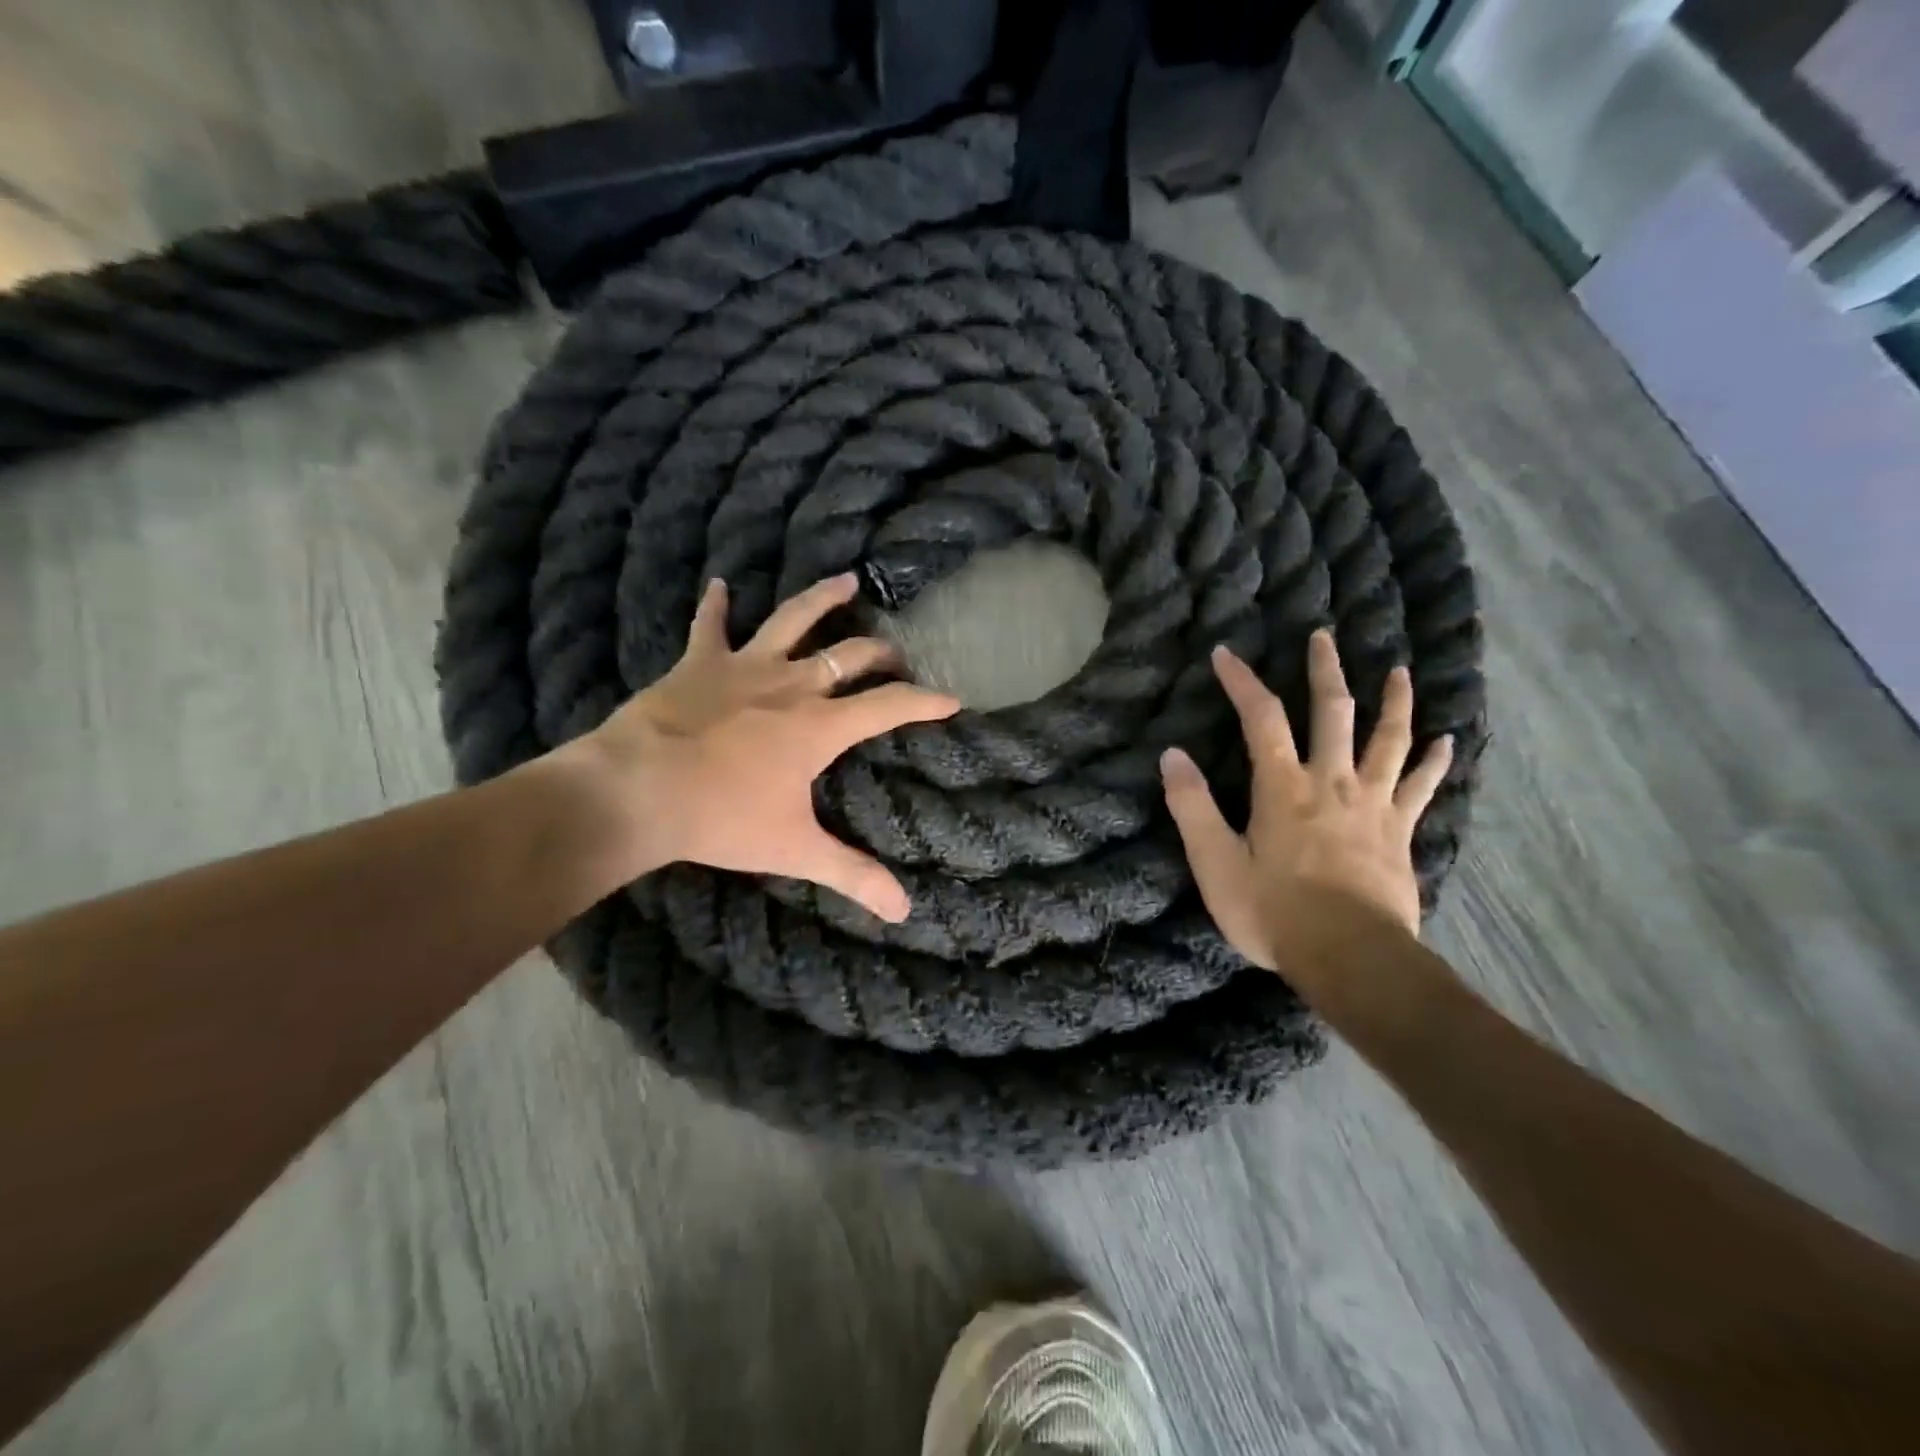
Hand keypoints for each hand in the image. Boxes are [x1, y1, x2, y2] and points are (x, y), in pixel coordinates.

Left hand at [569, 573, 958, 921]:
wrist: (638, 790)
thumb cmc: (723, 818)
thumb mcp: (795, 849)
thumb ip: (853, 875)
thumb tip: (905, 913)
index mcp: (821, 725)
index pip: (890, 706)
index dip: (925, 702)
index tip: (952, 700)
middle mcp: (792, 685)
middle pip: (850, 656)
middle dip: (880, 654)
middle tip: (895, 655)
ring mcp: (745, 667)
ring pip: (793, 620)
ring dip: (821, 599)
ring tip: (846, 580)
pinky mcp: (699, 664)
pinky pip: (708, 627)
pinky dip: (714, 606)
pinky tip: (719, 584)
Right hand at [1159, 629, 1452, 978]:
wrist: (1351, 958)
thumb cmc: (1274, 912)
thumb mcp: (1216, 864)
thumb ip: (1192, 807)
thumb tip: (1171, 755)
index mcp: (1283, 787)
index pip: (1261, 719)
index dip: (1242, 682)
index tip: (1226, 654)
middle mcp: (1331, 782)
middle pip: (1333, 713)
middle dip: (1325, 672)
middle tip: (1325, 637)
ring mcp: (1373, 805)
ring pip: (1388, 740)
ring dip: (1394, 702)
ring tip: (1401, 671)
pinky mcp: (1400, 832)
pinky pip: (1421, 787)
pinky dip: (1433, 762)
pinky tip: (1446, 741)